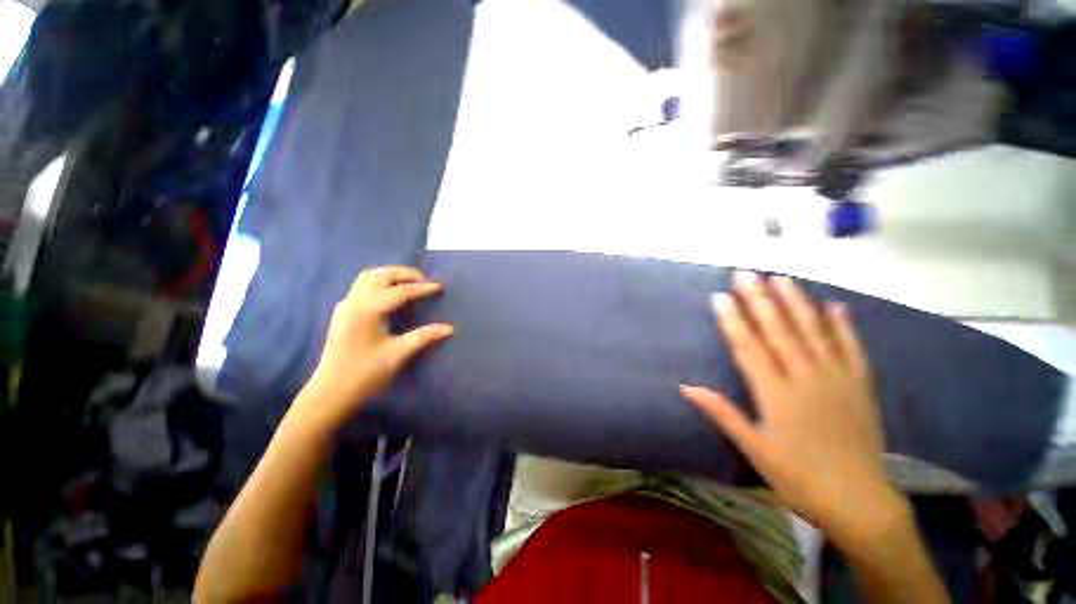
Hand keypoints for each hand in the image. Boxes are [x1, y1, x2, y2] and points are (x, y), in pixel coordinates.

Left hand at [295, 266, 452, 433]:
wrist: (330, 393)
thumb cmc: (365, 374)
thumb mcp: (397, 354)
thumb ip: (423, 337)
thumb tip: (449, 328)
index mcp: (368, 310)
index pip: (400, 291)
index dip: (422, 288)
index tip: (439, 286)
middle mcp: (354, 302)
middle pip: (380, 275)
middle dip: (404, 273)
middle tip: (424, 281)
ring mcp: (345, 306)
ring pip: (368, 277)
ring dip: (390, 275)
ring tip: (408, 284)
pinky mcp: (342, 313)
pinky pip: (361, 286)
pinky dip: (378, 283)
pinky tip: (388, 296)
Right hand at [681, 271, 907, 545]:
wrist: (859, 501)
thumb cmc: (798, 477)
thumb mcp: (754, 449)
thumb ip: (722, 413)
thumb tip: (686, 386)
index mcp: (776, 394)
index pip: (748, 347)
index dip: (733, 320)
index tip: (720, 296)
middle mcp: (805, 378)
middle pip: (779, 331)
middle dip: (759, 300)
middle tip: (745, 274)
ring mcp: (837, 379)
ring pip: (813, 332)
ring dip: (796, 302)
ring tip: (781, 278)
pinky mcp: (860, 386)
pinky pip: (851, 349)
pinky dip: (843, 326)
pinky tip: (835, 306)